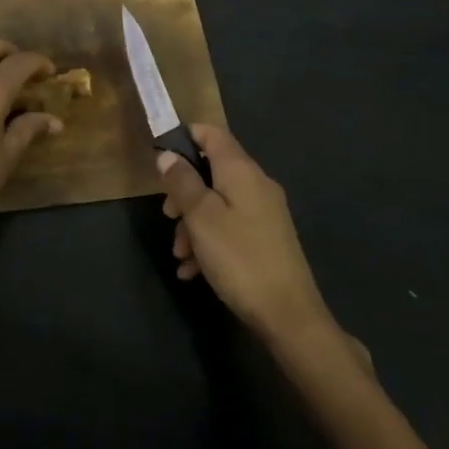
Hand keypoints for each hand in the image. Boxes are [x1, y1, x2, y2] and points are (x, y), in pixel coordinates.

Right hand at [158, 124, 331, 342]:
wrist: (288, 314)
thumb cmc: (239, 257)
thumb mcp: (201, 217)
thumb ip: (182, 182)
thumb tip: (168, 155)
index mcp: (242, 171)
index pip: (212, 134)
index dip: (185, 138)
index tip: (160, 158)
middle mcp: (256, 184)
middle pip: (212, 171)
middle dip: (184, 192)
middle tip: (167, 216)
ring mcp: (264, 213)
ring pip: (218, 203)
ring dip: (193, 224)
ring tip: (179, 256)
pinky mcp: (267, 238)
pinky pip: (230, 227)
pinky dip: (209, 241)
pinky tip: (193, 271)